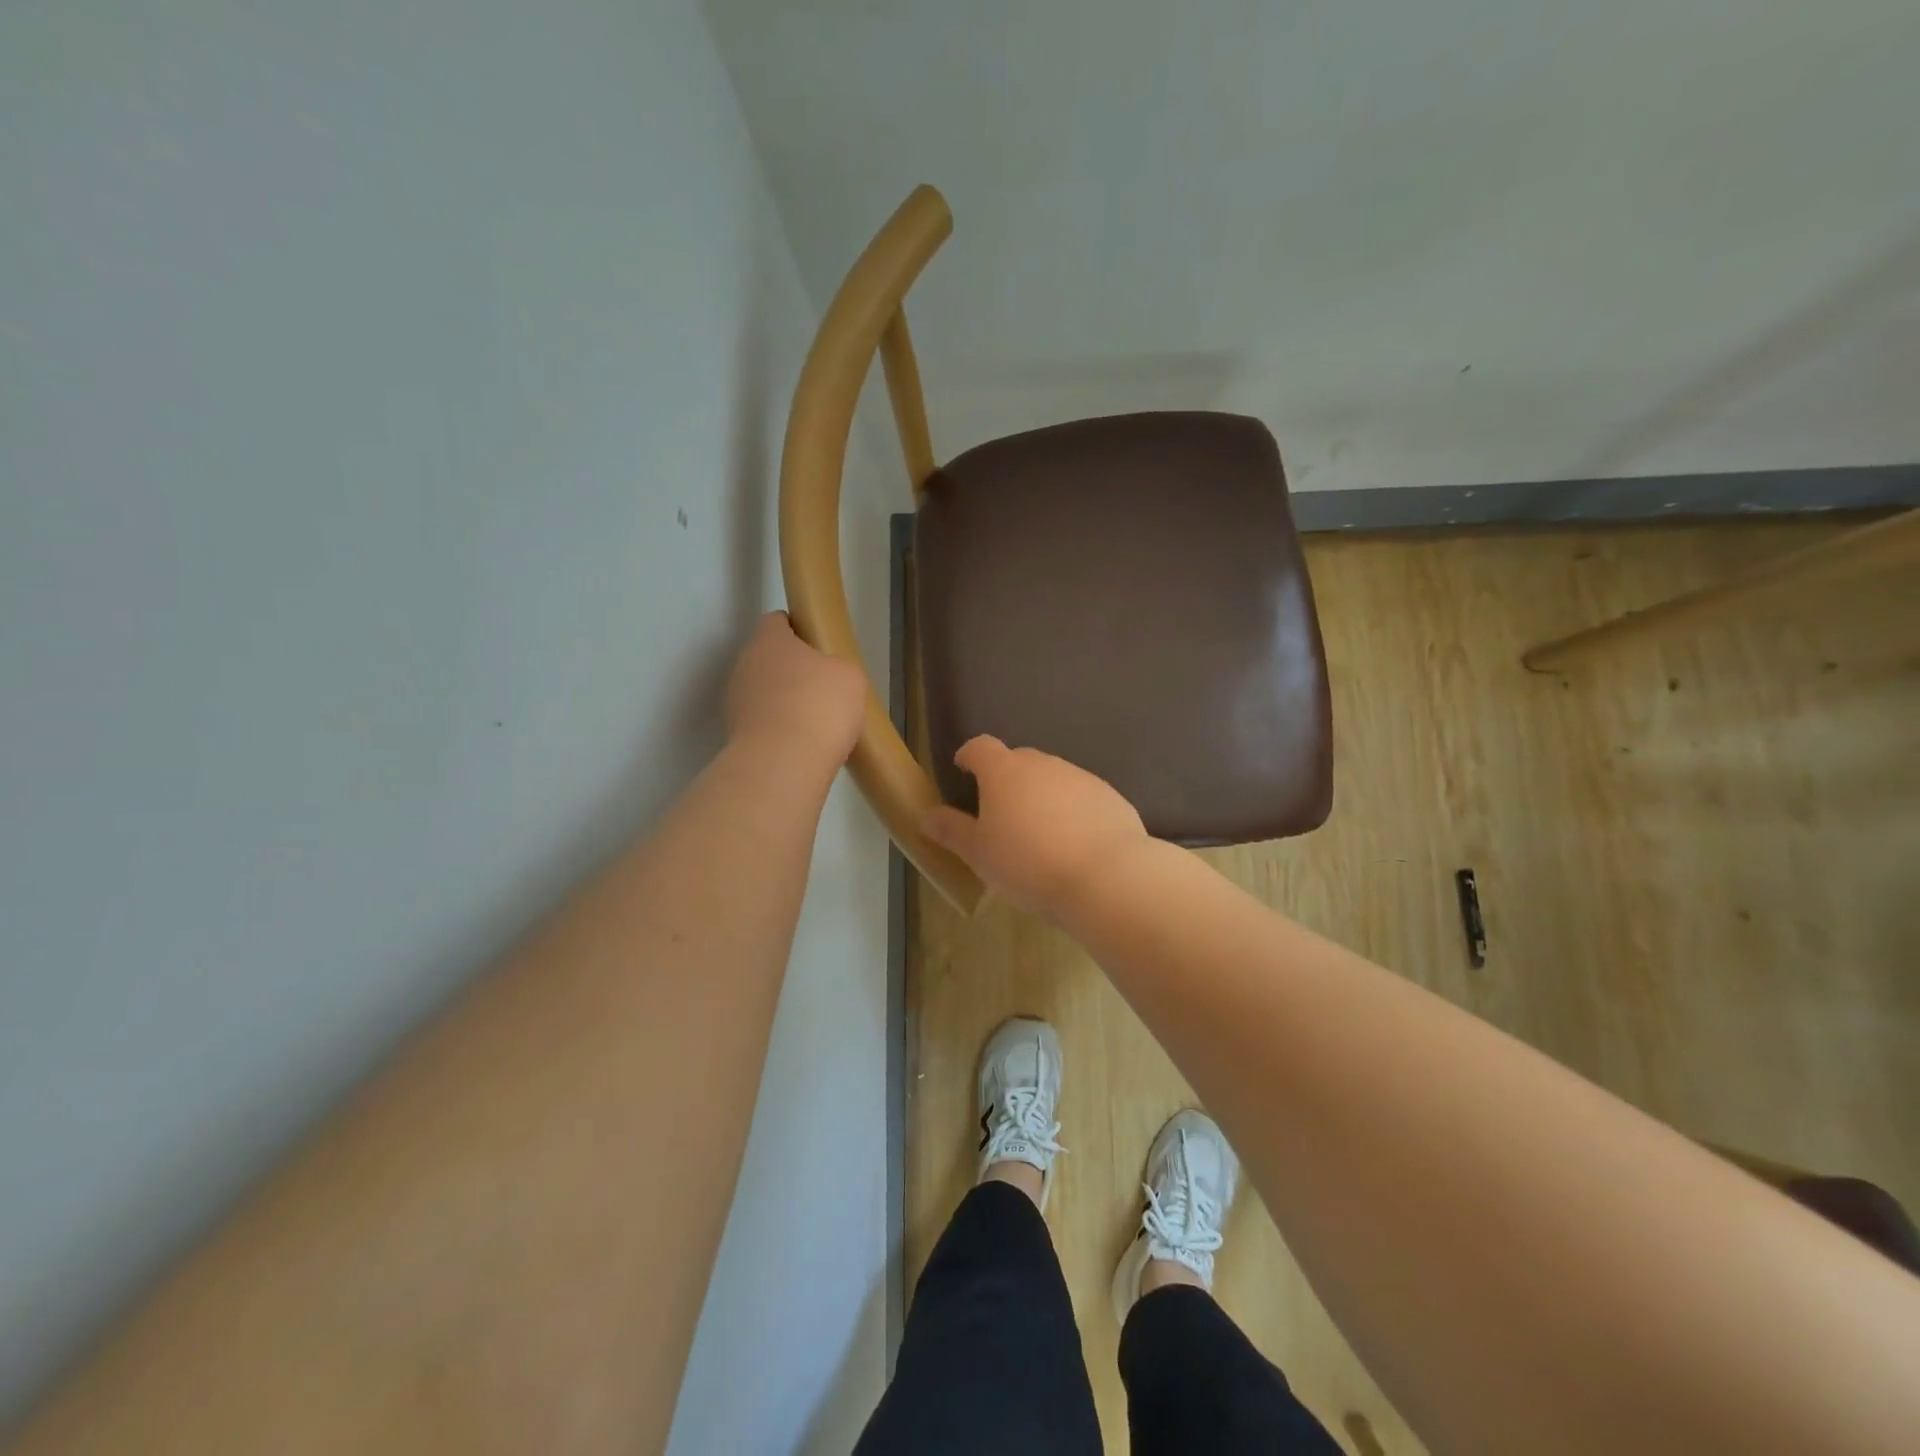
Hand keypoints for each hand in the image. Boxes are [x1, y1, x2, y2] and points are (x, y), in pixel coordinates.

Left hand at [725, 612, 865, 764]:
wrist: (784, 764)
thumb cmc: (820, 706)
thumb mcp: (849, 676)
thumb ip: (836, 666)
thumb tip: (826, 676)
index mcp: (768, 640)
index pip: (777, 622)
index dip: (798, 630)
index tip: (819, 648)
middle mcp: (744, 664)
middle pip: (768, 659)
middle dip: (792, 670)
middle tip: (822, 688)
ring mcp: (735, 701)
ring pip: (763, 692)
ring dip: (783, 702)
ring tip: (814, 722)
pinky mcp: (734, 735)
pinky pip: (762, 723)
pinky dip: (778, 729)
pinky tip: (801, 744)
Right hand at [922, 737, 1148, 916]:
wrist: (1106, 876)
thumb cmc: (1028, 864)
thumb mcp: (979, 854)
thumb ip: (951, 831)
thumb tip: (925, 816)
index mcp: (1004, 772)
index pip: (980, 747)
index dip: (969, 756)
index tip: (963, 770)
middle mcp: (1043, 764)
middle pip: (1018, 761)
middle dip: (1006, 780)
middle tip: (1001, 814)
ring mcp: (1080, 777)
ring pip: (1052, 779)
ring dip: (1041, 796)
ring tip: (1039, 835)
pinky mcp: (1109, 796)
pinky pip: (1081, 797)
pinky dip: (1072, 812)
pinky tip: (1074, 844)